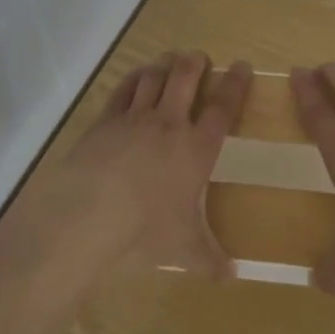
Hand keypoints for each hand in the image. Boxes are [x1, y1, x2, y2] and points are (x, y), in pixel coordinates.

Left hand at [27, 52, 251, 277]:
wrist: (91, 211)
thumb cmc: (146, 229)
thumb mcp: (185, 249)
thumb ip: (210, 259)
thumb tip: (233, 277)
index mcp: (196, 148)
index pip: (223, 108)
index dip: (235, 84)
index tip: (243, 66)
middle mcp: (169, 124)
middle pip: (186, 78)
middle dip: (196, 63)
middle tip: (200, 57)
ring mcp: (135, 117)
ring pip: (154, 77)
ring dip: (165, 64)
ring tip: (170, 59)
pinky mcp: (106, 120)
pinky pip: (123, 89)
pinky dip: (133, 78)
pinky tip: (136, 75)